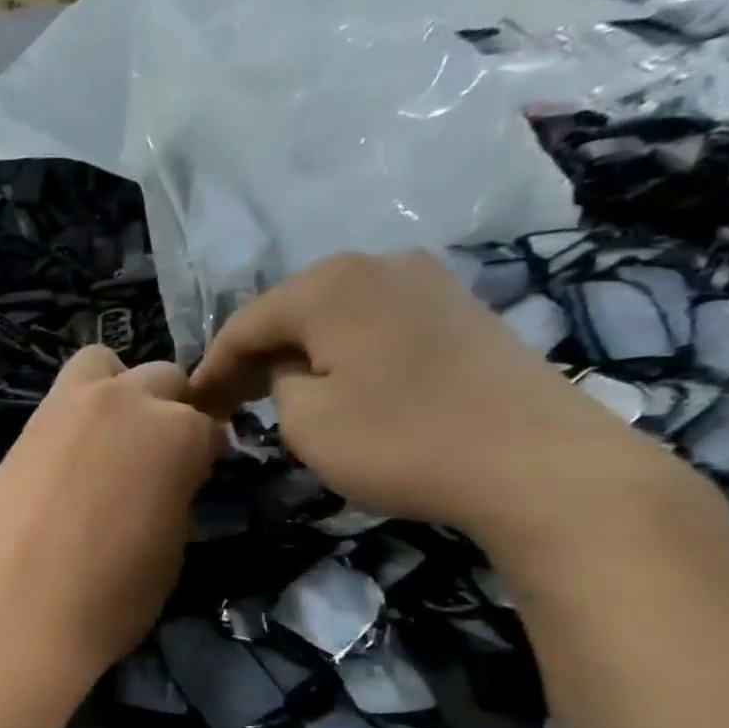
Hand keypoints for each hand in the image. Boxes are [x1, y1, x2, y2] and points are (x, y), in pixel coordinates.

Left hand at [0, 347, 224, 688]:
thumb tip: (165, 476)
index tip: (192, 476)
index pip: (207, 424)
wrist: (19, 614)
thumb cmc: (112, 597)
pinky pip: (60, 398)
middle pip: (161, 380)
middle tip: (149, 457)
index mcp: (178, 432)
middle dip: (165, 410)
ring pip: (103, 367)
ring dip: (116, 390)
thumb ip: (174, 489)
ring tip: (105, 441)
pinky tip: (66, 459)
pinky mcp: (25, 425)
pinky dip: (74, 414)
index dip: (202, 453)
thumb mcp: (171, 544)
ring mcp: (68, 406)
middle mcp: (126, 400)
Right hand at [189, 250, 678, 547]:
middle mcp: (377, 264)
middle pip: (290, 311)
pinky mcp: (461, 310)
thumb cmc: (400, 440)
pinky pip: (375, 324)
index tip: (191, 408)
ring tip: (275, 398)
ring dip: (298, 355)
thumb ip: (276, 384)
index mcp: (329, 284)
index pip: (244, 324)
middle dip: (254, 358)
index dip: (211, 368)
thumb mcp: (305, 421)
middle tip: (228, 406)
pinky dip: (343, 353)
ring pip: (334, 316)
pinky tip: (337, 386)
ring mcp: (427, 282)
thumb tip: (290, 370)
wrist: (537, 463)